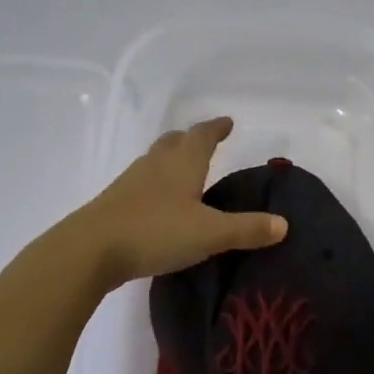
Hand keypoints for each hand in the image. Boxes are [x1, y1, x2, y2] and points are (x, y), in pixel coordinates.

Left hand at [71, 117, 287, 287]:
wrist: (89, 250)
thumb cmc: (155, 232)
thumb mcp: (209, 233)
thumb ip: (246, 229)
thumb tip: (283, 224)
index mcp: (182, 163)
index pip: (202, 135)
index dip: (216, 128)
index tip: (227, 122)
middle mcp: (155, 165)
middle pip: (174, 142)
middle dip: (191, 139)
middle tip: (205, 141)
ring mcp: (131, 183)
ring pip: (155, 161)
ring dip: (171, 160)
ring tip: (184, 171)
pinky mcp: (115, 204)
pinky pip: (141, 185)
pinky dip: (156, 185)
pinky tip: (159, 204)